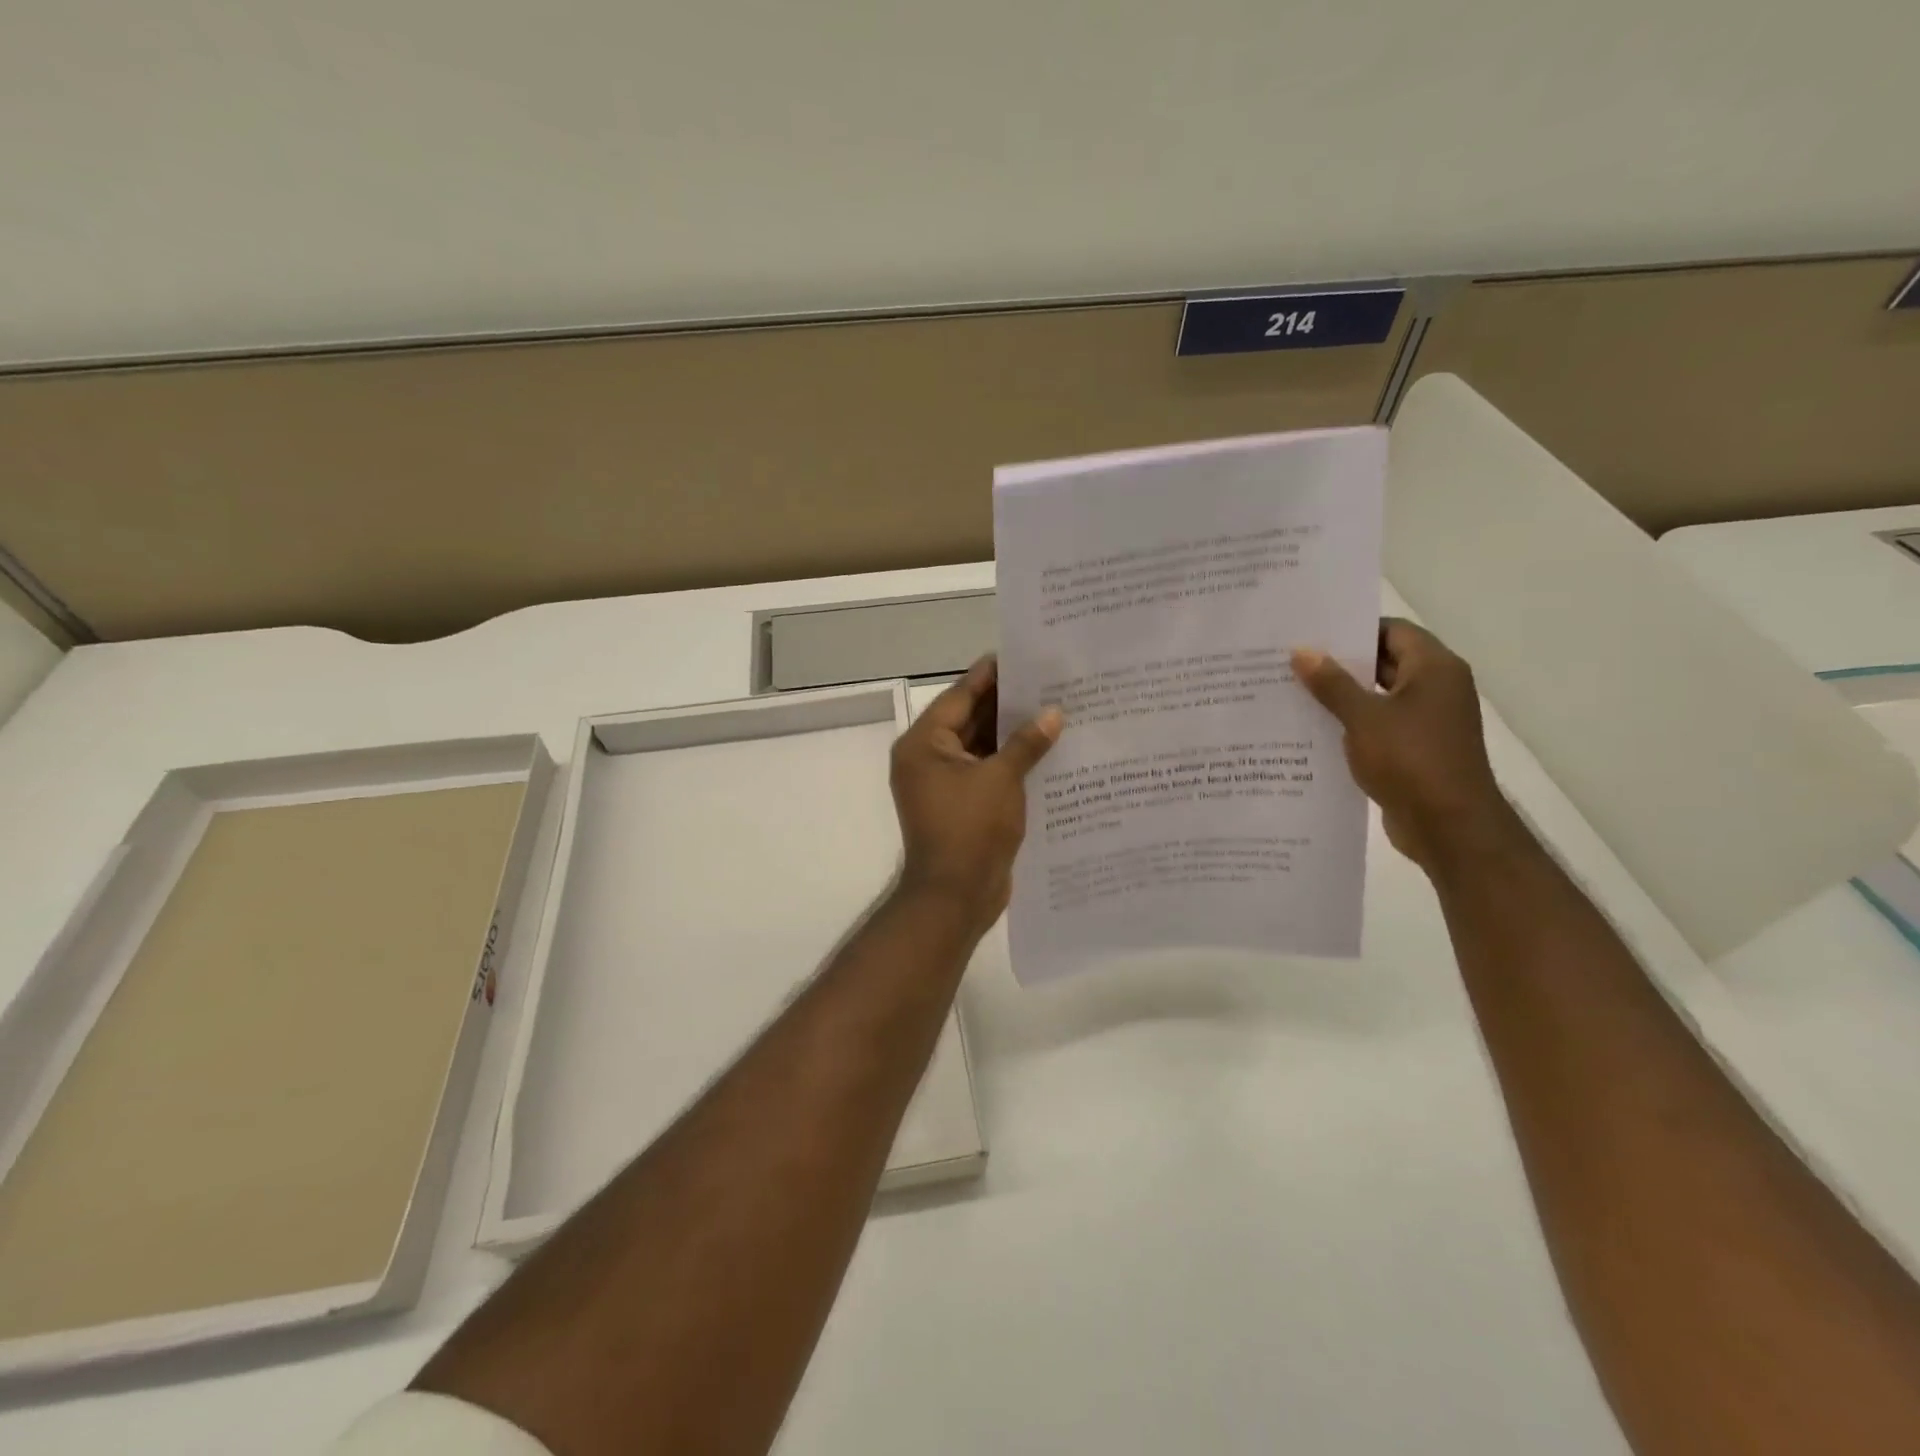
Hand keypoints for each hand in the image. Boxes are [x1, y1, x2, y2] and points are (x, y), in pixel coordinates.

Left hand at [889, 656, 1062, 927]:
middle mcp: (928, 760)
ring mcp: (944, 785)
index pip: (959, 696)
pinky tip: (1047, 751)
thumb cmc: (970, 830)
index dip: (989, 676)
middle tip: (1047, 681)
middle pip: (970, 720)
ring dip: (1012, 735)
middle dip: (1006, 704)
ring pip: (981, 748)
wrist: (955, 897)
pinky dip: (1012, 763)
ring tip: (1055, 709)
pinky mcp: (962, 806)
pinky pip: (987, 773)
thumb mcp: (1001, 779)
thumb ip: (1026, 743)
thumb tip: (1053, 713)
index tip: (1019, 656)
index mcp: (924, 745)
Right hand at [1292, 619, 1523, 872]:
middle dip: (1341, 662)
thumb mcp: (1363, 718)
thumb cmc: (1411, 761)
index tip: (1310, 633)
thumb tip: (1302, 651)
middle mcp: (1437, 688)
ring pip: (1379, 695)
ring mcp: (1428, 720)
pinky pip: (1380, 723)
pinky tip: (1313, 728)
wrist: (1449, 827)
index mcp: (1435, 669)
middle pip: (1385, 661)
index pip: (1392, 630)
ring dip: (1343, 695)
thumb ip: (1331, 683)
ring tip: (1294, 691)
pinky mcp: (1417, 748)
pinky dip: (1352, 722)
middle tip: (1293, 660)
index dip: (1353, 628)